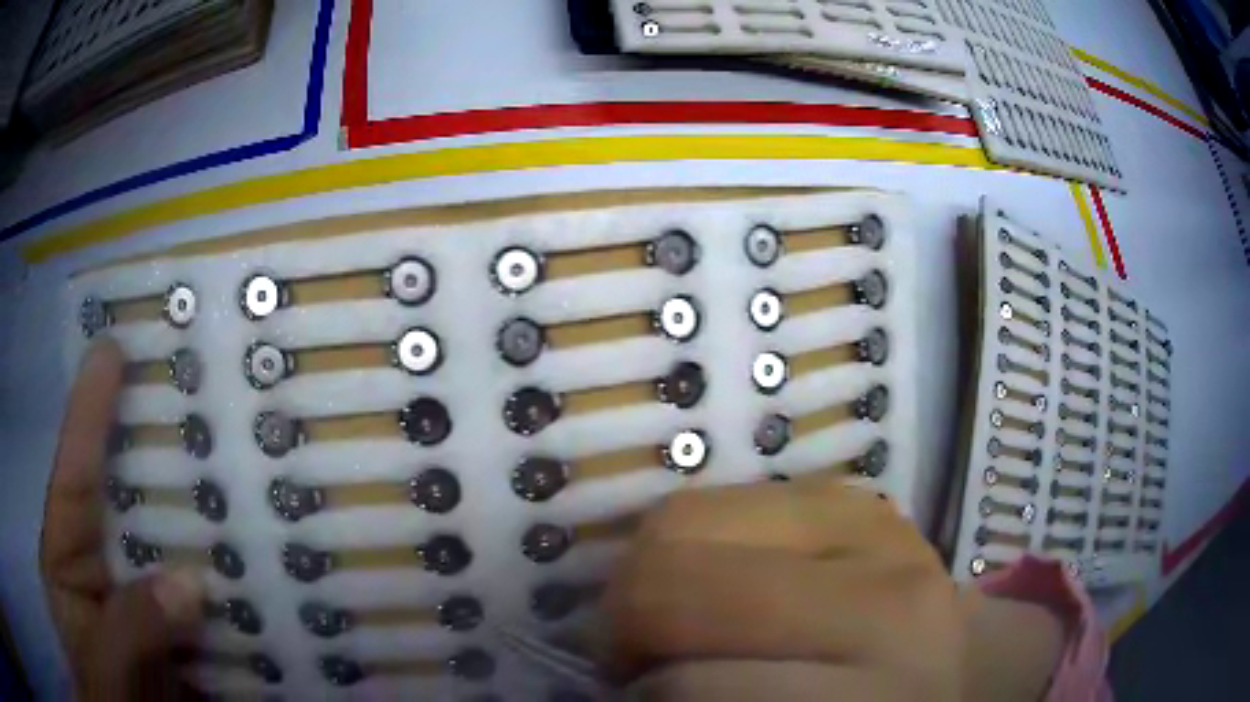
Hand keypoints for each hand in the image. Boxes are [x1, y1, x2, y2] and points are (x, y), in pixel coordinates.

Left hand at [40, 339, 205, 699]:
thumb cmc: (101, 696)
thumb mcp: (104, 667)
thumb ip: (132, 626)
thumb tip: (190, 581)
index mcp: (68, 560)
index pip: (74, 473)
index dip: (89, 411)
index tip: (112, 347)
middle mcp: (102, 569)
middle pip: (125, 500)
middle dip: (152, 452)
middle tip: (192, 399)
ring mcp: (137, 604)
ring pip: (166, 551)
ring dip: (198, 524)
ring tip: (237, 479)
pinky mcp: (171, 641)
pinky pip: (198, 606)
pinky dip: (224, 591)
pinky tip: (255, 575)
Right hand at [604, 476, 1063, 700]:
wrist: (955, 668)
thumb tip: (628, 687)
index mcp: (875, 686)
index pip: (694, 685)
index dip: (643, 695)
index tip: (639, 700)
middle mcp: (883, 588)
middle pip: (675, 579)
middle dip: (627, 627)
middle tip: (642, 661)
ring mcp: (869, 518)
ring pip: (682, 520)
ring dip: (650, 579)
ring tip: (675, 620)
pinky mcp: (849, 490)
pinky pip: (719, 500)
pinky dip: (689, 548)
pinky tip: (717, 586)